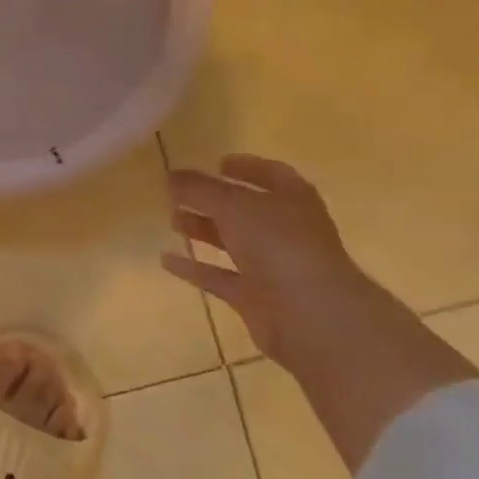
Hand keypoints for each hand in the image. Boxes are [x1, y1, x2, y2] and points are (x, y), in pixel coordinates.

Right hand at [159, 155, 388, 369]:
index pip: (271, 174)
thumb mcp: (234, 206)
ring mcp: (271, 265)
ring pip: (231, 241)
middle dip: (213, 199)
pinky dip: (194, 268)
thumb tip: (170, 175)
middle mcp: (285, 230)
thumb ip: (200, 189)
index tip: (216, 162)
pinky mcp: (254, 296)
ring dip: (202, 229)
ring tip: (171, 219)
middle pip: (245, 209)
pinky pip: (219, 276)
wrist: (312, 316)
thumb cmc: (280, 246)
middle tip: (178, 192)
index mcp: (292, 200)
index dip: (246, 167)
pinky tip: (167, 259)